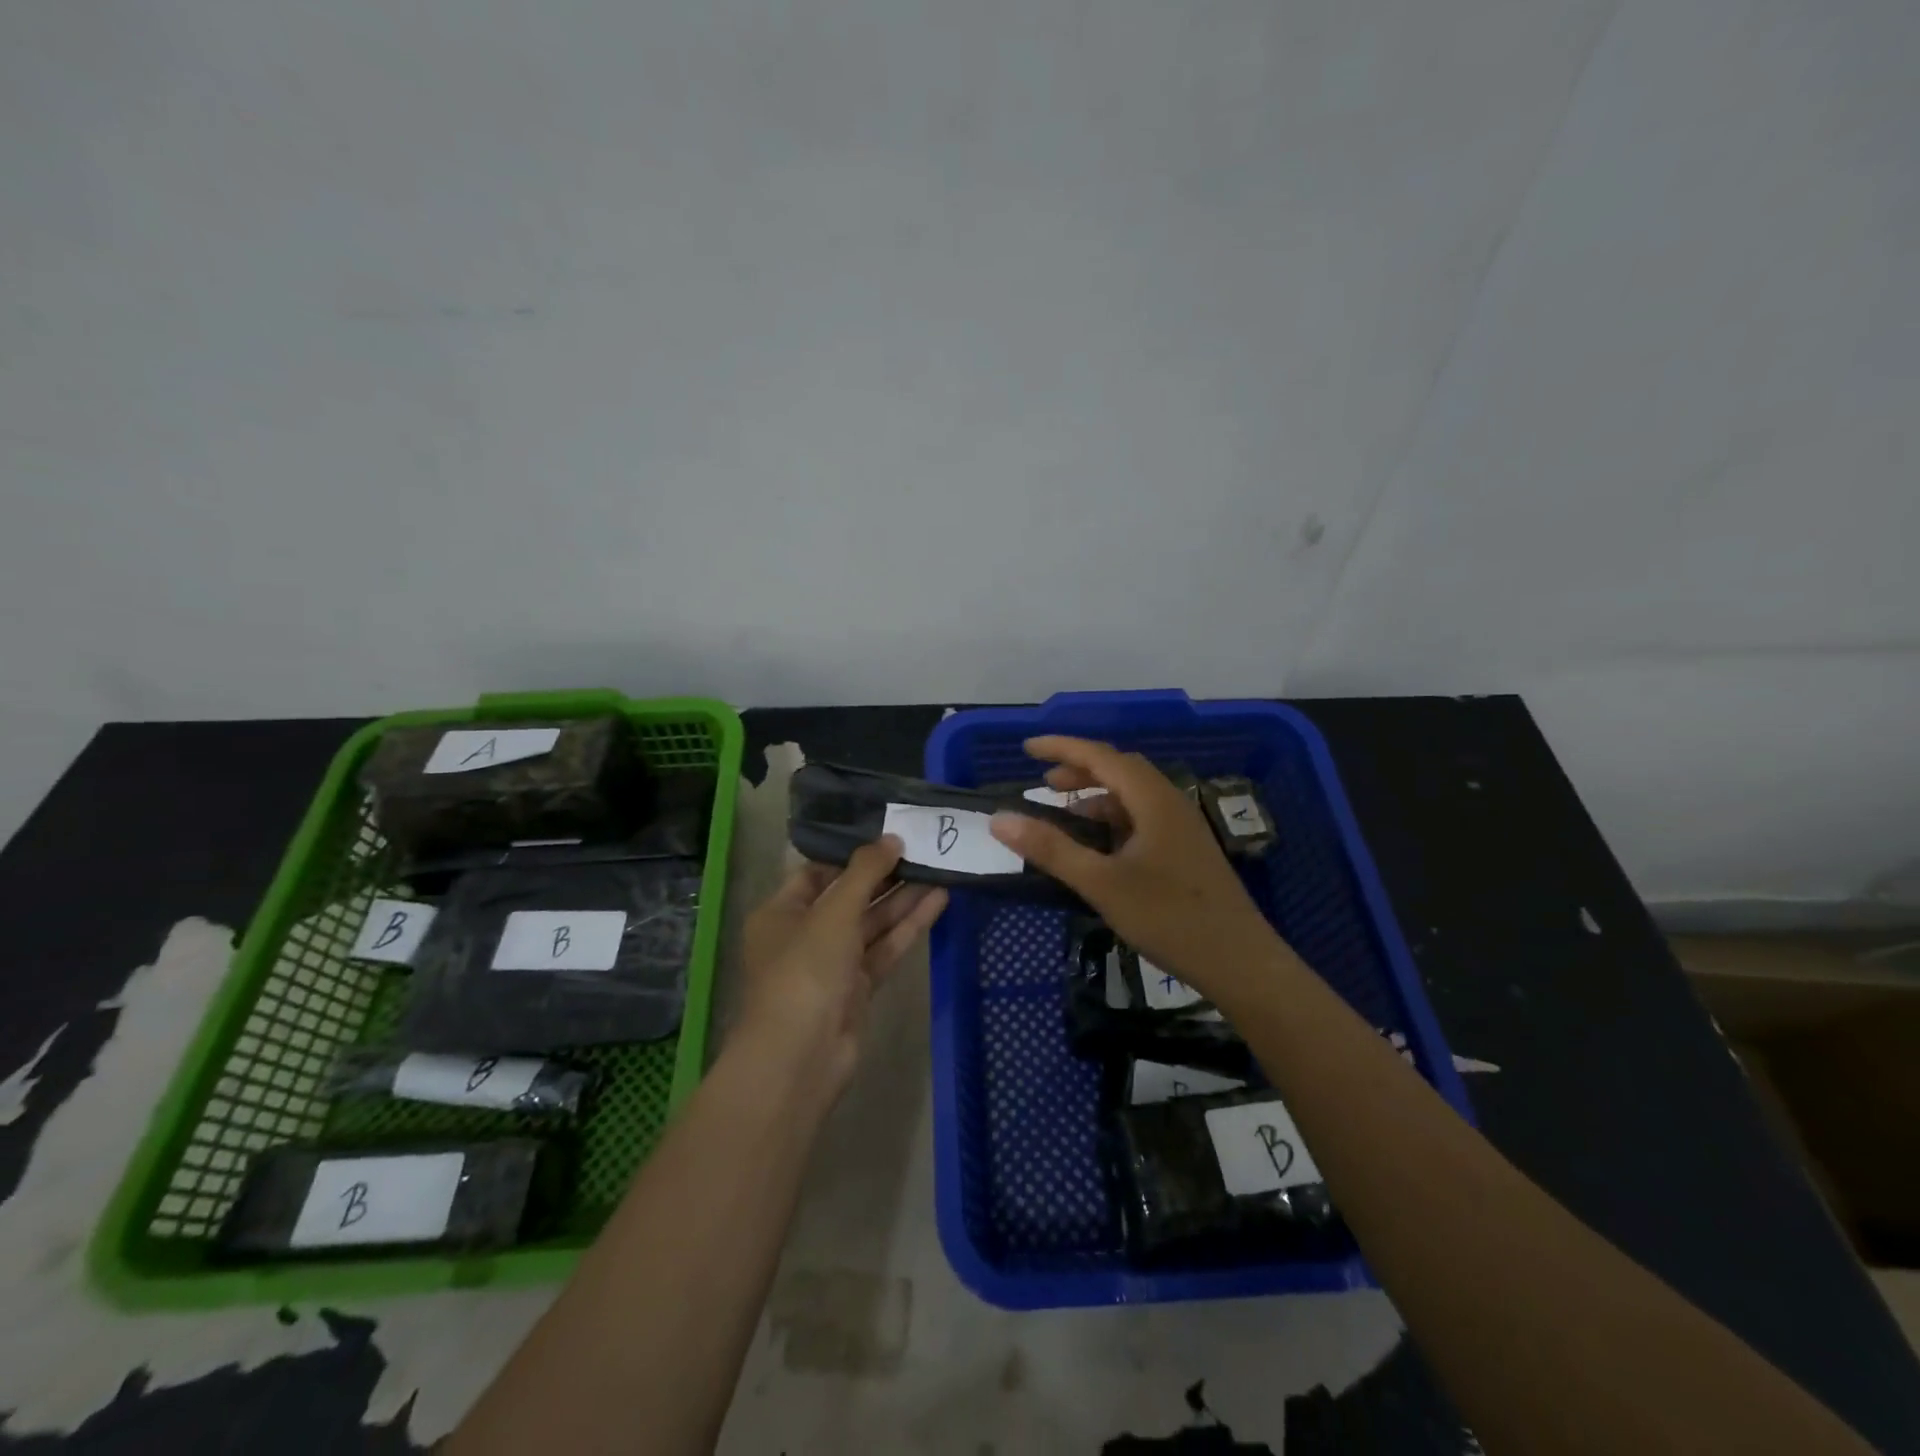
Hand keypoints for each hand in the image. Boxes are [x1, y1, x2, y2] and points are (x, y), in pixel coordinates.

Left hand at [737, 839, 947, 1102]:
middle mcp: (804, 935)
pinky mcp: (858, 987)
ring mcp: (832, 963)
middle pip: (848, 897)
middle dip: (884, 876)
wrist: (801, 1055)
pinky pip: (885, 948)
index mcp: (781, 912)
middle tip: (922, 849)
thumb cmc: (805, 969)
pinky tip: (938, 901)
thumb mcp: (834, 911)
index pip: (816, 873)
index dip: (850, 856)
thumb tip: (892, 838)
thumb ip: (865, 872)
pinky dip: (908, 927)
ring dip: (902, 899)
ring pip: (872, 923)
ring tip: (939, 869)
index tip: (886, 836)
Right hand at [988, 736, 1274, 1000]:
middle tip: (1043, 784)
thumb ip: (1051, 849)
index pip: (1100, 756)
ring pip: (1132, 796)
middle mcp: (1170, 803)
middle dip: (1079, 770)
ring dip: (1096, 797)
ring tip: (1064, 815)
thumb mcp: (1102, 884)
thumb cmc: (1169, 918)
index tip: (1026, 748)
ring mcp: (1181, 827)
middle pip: (1119, 770)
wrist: (1240, 962)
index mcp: (1153, 800)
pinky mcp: (1185, 850)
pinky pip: (1142, 818)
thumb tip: (1000, 819)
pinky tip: (1098, 847)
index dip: (1062, 748)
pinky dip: (1112, 820)